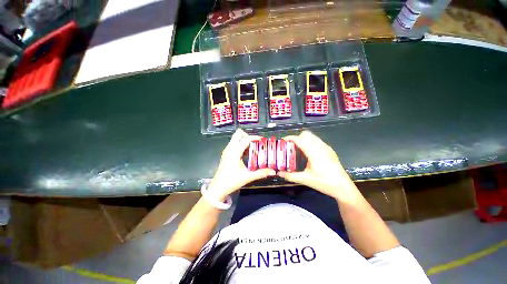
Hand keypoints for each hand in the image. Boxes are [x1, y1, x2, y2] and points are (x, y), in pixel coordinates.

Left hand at [208, 129, 275, 200]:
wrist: (218, 188)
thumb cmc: (232, 181)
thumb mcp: (248, 177)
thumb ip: (261, 173)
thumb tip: (273, 171)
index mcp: (234, 152)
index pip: (245, 139)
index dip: (255, 138)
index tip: (263, 140)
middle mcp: (230, 148)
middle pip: (238, 134)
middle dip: (248, 136)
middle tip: (255, 143)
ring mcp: (227, 151)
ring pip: (235, 138)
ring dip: (244, 140)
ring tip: (253, 149)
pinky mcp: (226, 154)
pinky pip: (234, 144)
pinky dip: (241, 145)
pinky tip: (246, 154)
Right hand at [278, 131, 355, 200]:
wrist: (343, 187)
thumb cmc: (324, 183)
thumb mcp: (306, 180)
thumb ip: (291, 176)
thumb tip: (278, 173)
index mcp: (314, 153)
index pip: (300, 140)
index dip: (290, 138)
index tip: (282, 141)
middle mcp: (321, 147)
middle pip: (306, 134)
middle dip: (296, 137)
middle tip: (290, 146)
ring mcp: (326, 147)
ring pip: (312, 136)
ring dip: (303, 139)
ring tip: (297, 149)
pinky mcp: (329, 150)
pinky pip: (317, 140)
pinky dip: (309, 142)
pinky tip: (308, 153)